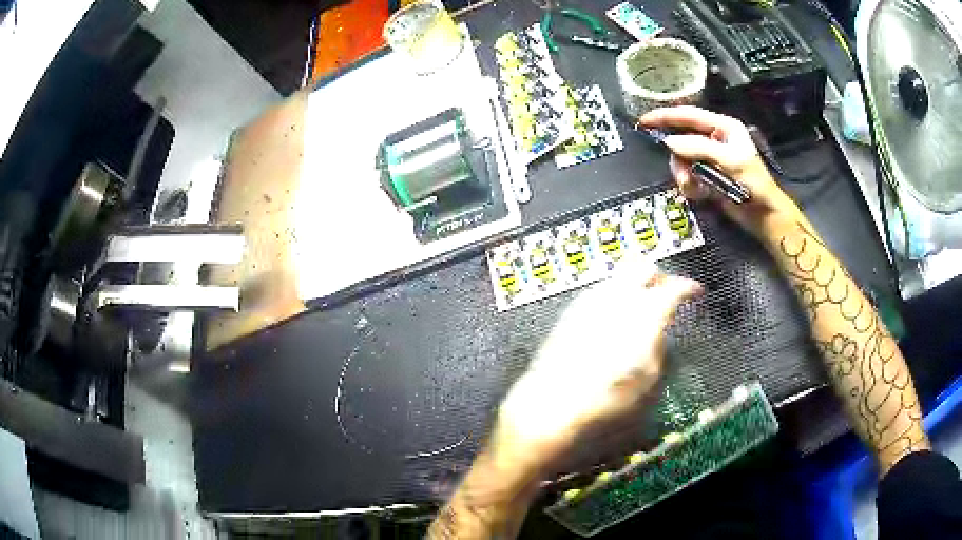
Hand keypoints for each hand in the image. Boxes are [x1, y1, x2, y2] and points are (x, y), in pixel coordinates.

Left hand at [492, 261, 701, 479]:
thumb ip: (658, 343)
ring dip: (635, 286)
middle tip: (666, 295)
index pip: (674, 286)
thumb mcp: (648, 377)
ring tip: (641, 311)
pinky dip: (615, 297)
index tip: (695, 293)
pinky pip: (600, 292)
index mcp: (644, 311)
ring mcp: (591, 301)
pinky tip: (615, 321)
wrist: (553, 402)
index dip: (689, 287)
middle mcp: (617, 297)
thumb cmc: (606, 396)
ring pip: (620, 276)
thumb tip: (659, 330)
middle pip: (644, 266)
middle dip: (660, 277)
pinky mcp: (572, 311)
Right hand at [640, 106, 801, 237]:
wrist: (763, 216)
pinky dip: (690, 186)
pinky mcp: (706, 176)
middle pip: (682, 139)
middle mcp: (714, 139)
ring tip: (695, 188)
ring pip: (682, 160)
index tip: (644, 121)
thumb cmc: (754, 184)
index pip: (689, 115)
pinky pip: (687, 176)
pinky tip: (702, 194)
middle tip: (683, 175)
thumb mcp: (730, 160)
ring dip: (684, 175)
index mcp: (723, 127)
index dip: (665, 116)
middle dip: (679, 158)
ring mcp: (709, 158)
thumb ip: (699, 148)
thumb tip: (669, 142)